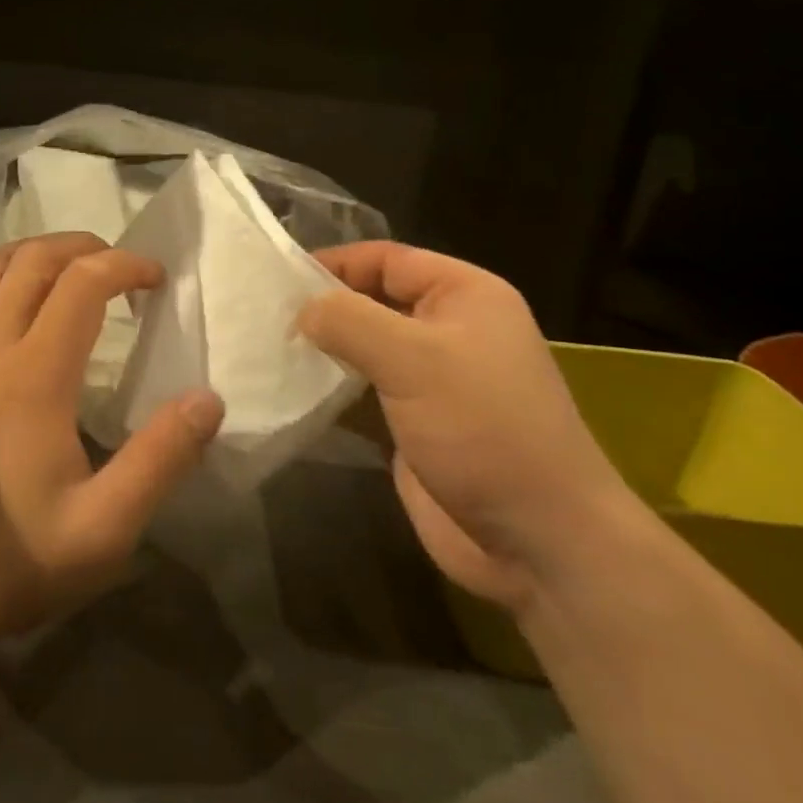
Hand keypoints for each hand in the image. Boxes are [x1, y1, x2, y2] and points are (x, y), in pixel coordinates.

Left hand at [0, 232, 225, 640]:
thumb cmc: (18, 555)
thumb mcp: (106, 525)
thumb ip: (161, 459)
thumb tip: (208, 399)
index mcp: (36, 374)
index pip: (82, 283)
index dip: (125, 266)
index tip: (157, 281)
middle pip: (33, 260)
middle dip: (84, 247)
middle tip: (122, 269)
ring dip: (34, 254)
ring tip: (71, 269)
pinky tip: (1, 301)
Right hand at [299, 242, 641, 611]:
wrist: (539, 543)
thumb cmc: (483, 428)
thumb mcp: (414, 359)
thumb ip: (349, 321)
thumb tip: (302, 310)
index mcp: (464, 295)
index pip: (387, 259)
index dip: (335, 262)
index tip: (279, 278)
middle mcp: (449, 329)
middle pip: (373, 300)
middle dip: (324, 306)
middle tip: (264, 315)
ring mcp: (432, 380)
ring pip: (366, 348)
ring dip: (324, 349)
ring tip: (267, 348)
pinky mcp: (414, 424)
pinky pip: (364, 392)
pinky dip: (331, 389)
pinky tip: (290, 390)